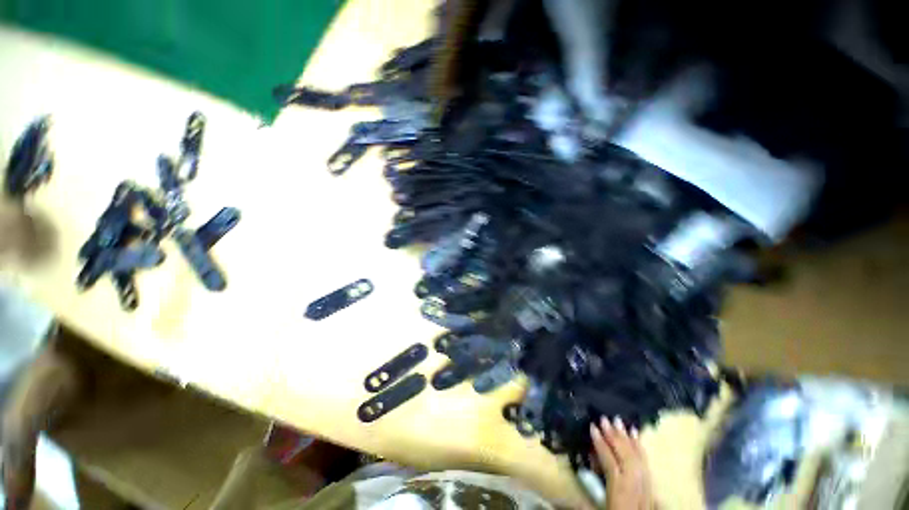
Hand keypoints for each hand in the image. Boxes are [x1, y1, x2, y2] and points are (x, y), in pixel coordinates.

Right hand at [590, 416, 653, 509]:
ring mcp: (646, 485)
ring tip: (619, 421)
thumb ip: (586, 493)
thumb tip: (569, 478)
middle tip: (605, 419)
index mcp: (620, 491)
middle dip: (615, 437)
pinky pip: (646, 463)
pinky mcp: (651, 485)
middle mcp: (635, 486)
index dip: (601, 444)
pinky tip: (636, 434)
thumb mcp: (599, 509)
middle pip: (626, 458)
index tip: (592, 427)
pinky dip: (640, 447)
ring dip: (627, 438)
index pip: (610, 463)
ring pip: (637, 458)